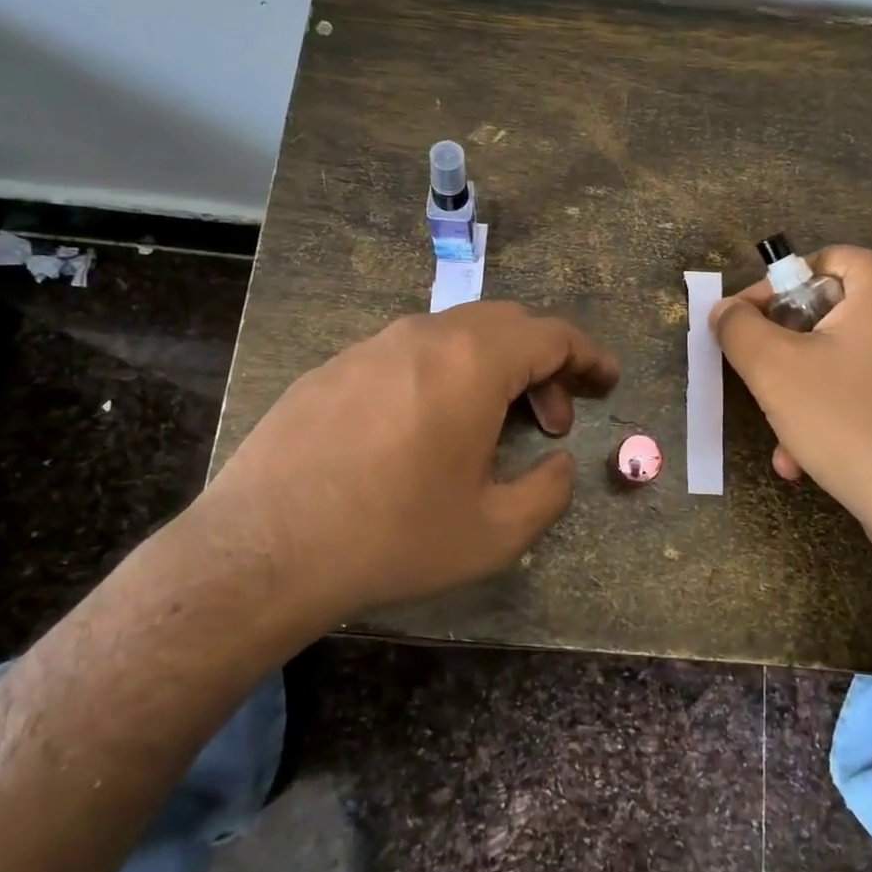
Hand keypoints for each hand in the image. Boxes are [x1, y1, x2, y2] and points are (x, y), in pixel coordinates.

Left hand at [179, 302, 619, 617]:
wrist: (263, 548)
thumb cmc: (391, 537)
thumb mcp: (492, 533)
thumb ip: (548, 492)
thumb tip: (559, 465)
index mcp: (472, 363)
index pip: (551, 334)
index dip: (589, 355)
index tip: (608, 381)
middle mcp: (425, 336)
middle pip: (507, 324)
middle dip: (543, 363)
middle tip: (551, 419)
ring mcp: (373, 345)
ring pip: (455, 334)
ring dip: (491, 368)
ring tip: (489, 426)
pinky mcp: (335, 366)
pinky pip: (408, 352)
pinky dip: (442, 374)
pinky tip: (425, 428)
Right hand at [711, 247, 871, 552]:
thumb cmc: (849, 422)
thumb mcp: (773, 370)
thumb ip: (738, 327)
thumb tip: (726, 310)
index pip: (822, 262)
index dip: (772, 291)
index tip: (744, 329)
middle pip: (840, 314)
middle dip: (791, 356)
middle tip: (765, 389)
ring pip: (862, 359)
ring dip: (816, 393)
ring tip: (790, 444)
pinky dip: (855, 410)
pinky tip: (828, 456)